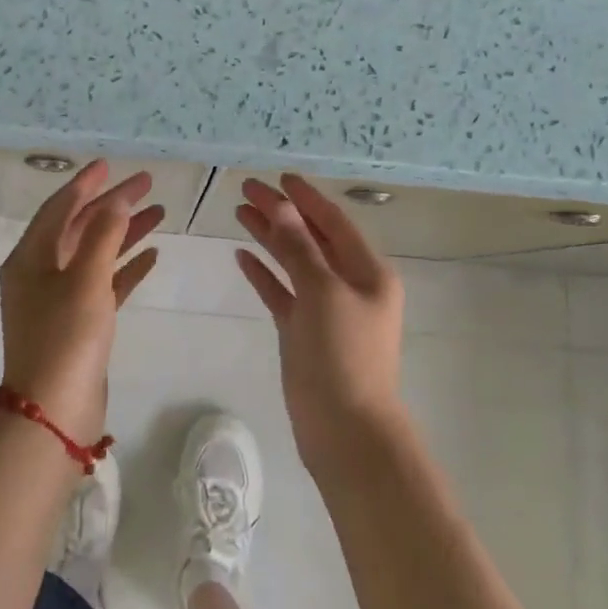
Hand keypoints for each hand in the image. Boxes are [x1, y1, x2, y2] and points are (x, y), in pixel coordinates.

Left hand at [0, 160, 163, 444]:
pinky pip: (104, 283)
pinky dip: (126, 268)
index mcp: (30, 257)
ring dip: (125, 233)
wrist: (54, 412)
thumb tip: (116, 199)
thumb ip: (103, 234)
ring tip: (160, 213)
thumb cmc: (65, 337)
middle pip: (80, 228)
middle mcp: (40, 273)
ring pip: (96, 254)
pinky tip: (153, 255)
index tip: (110, 165)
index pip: (59, 208)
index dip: (86, 184)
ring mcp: (59, 299)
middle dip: (113, 205)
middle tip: (147, 185)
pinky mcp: (79, 322)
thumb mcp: (85, 279)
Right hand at [234, 174, 406, 473]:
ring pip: (294, 263)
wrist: (346, 431)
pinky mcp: (304, 332)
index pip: (334, 222)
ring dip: (269, 238)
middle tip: (246, 190)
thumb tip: (283, 206)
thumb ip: (300, 248)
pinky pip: (282, 293)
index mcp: (368, 272)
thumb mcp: (323, 293)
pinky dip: (265, 274)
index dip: (306, 198)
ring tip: (239, 212)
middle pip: (311, 238)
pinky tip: (242, 256)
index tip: (279, 177)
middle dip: (281, 213)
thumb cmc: (343, 355)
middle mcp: (349, 285)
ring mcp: (325, 309)